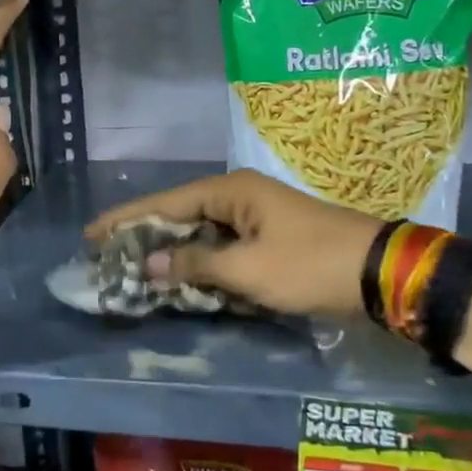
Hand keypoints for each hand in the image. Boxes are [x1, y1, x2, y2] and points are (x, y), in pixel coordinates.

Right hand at [87, 170, 384, 319]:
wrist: (380, 273)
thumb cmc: (310, 265)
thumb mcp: (248, 269)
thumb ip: (196, 264)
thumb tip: (151, 262)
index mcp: (231, 191)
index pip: (165, 202)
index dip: (126, 219)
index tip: (91, 234)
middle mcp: (239, 196)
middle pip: (180, 214)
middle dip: (146, 236)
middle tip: (108, 257)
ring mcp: (256, 217)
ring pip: (201, 233)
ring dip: (173, 252)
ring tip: (135, 270)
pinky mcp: (269, 238)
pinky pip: (222, 247)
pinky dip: (200, 263)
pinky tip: (182, 279)